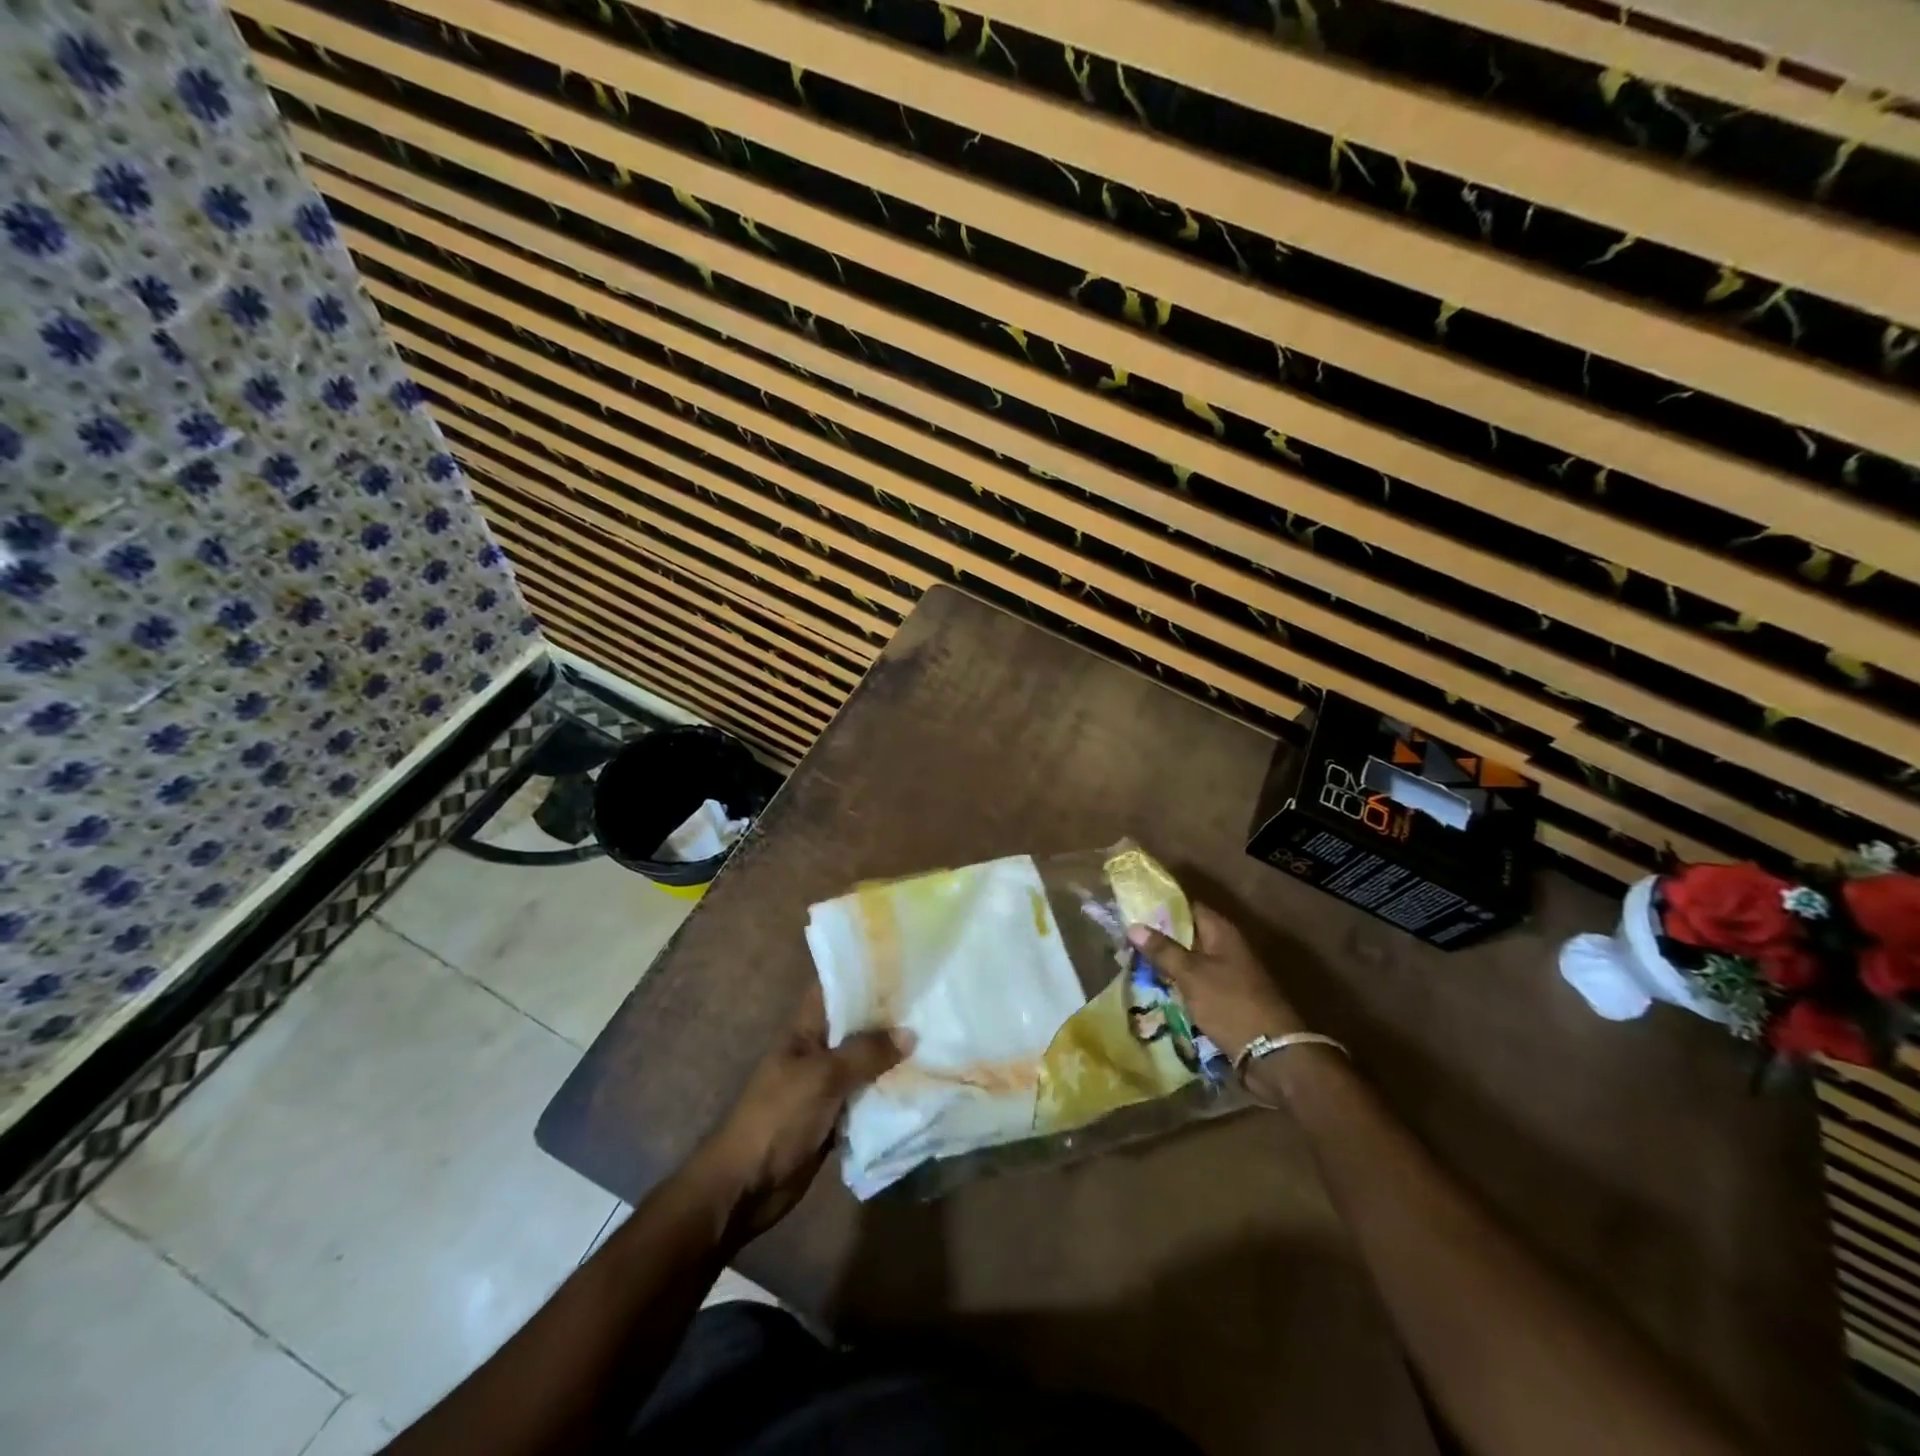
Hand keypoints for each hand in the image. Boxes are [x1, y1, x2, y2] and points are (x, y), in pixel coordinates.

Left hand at [697, 985, 910, 1242]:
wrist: (745, 1186)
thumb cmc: (778, 1117)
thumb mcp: (823, 1077)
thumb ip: (866, 1053)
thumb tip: (910, 1033)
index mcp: (805, 1029)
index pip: (835, 989)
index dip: (864, 975)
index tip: (903, 965)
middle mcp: (817, 1051)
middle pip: (856, 1027)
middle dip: (889, 1019)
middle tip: (933, 1004)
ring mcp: (825, 1086)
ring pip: (865, 1064)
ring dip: (892, 1059)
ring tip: (937, 1041)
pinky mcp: (834, 1118)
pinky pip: (866, 1099)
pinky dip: (887, 1094)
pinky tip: (921, 1086)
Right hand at [1128, 904, 1303, 1057]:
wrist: (1272, 1053)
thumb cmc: (1230, 1004)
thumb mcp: (1191, 975)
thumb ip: (1163, 950)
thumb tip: (1134, 926)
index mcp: (1222, 933)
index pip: (1189, 908)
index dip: (1162, 907)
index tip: (1134, 910)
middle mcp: (1228, 948)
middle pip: (1189, 935)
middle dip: (1161, 939)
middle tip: (1127, 940)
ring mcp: (1230, 975)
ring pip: (1192, 962)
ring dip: (1169, 965)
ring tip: (1134, 964)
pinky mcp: (1228, 999)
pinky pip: (1198, 984)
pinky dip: (1180, 986)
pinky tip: (1157, 991)